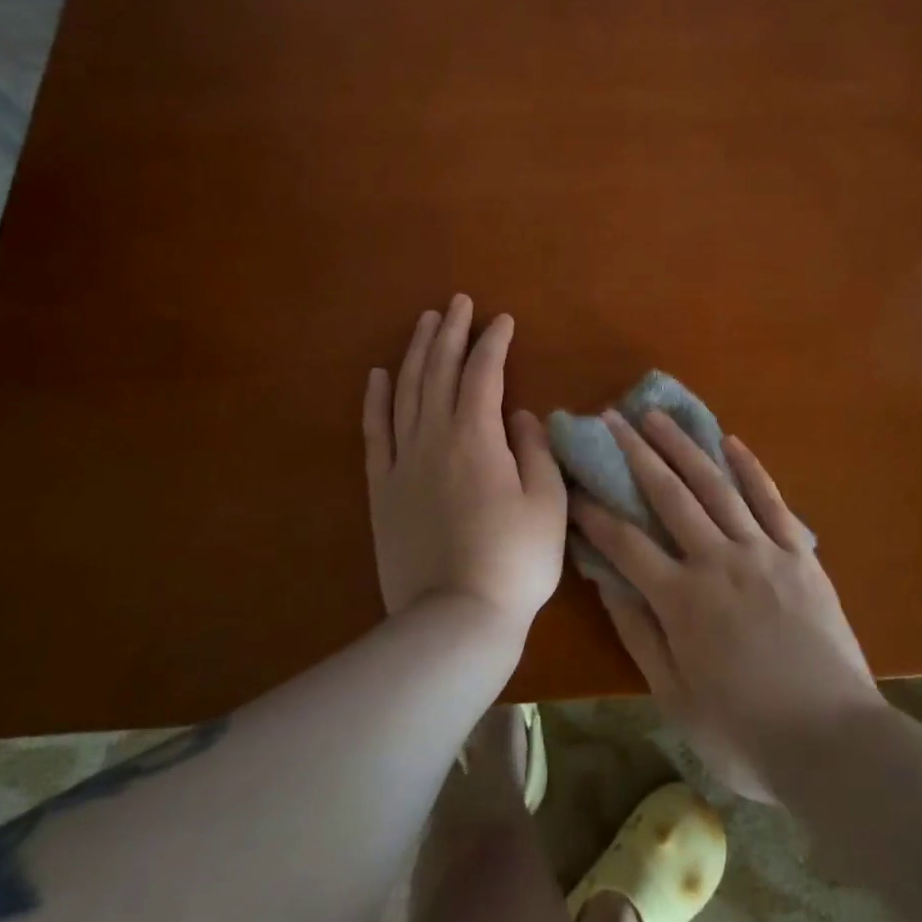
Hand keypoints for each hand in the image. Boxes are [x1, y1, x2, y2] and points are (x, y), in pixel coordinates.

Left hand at [363, 296, 566, 638]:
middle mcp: (434, 436)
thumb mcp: (547, 502)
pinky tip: (379, 375)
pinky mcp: (382, 488)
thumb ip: (534, 450)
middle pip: (439, 370)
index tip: (503, 320)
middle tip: (458, 302)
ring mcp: (403, 461)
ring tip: (425, 322)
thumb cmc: (515, 560)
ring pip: (405, 391)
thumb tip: (521, 415)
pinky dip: (376, 399)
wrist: (455, 619)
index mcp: (477, 436)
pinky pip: (375, 432)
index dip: (493, 342)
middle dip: (450, 332)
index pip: (483, 373)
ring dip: (416, 352)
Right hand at [573, 410, 880, 799]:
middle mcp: (717, 560)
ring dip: (683, 446)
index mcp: (682, 599)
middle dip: (634, 454)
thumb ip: (640, 636)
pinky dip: (750, 468)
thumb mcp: (677, 699)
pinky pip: (771, 500)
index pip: (625, 543)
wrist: (835, 743)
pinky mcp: (799, 553)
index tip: (574, 484)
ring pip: (715, 485)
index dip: (595, 512)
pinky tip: (730, 441)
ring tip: (656, 416)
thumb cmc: (747, 733)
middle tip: (611, 418)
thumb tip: (608, 584)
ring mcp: (761, 550)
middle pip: (668, 495)